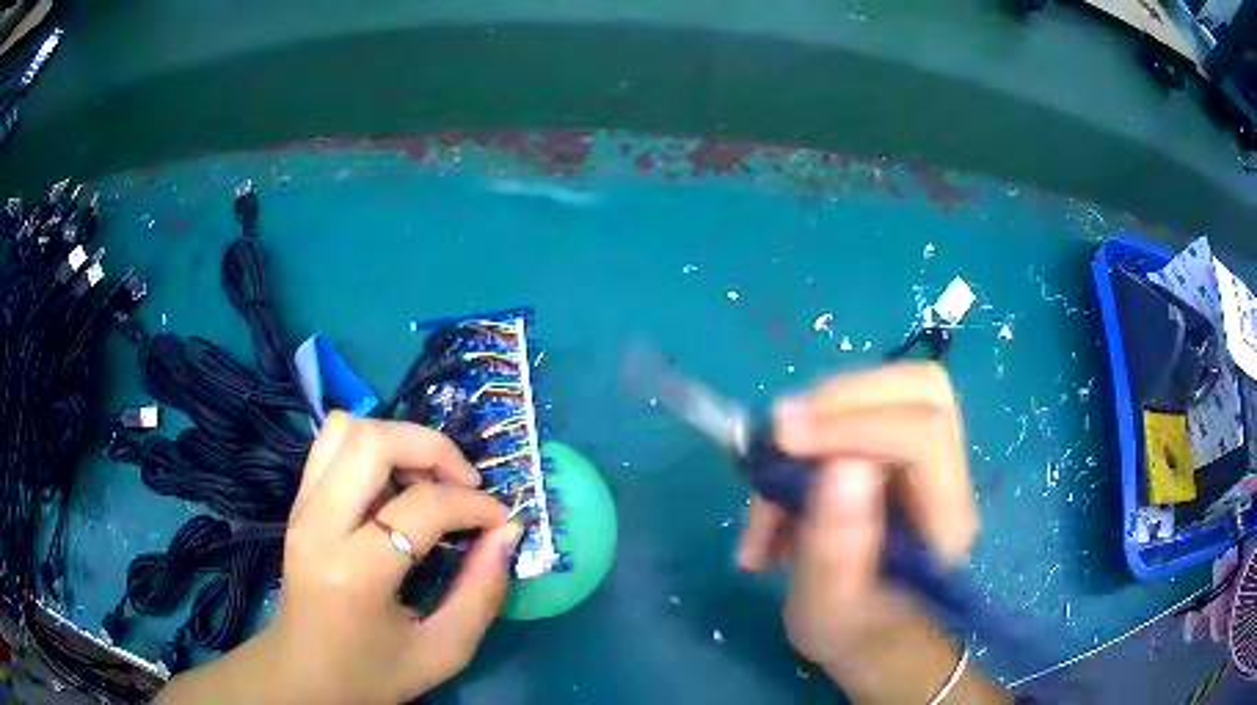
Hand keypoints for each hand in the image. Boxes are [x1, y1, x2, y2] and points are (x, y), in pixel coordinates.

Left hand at [161, 412, 521, 704]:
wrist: (303, 675)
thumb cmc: (373, 673)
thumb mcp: (443, 651)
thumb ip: (483, 593)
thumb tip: (508, 532)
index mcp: (355, 572)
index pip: (421, 506)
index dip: (473, 505)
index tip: (501, 521)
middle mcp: (319, 525)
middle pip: (372, 440)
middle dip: (433, 448)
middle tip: (465, 484)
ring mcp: (301, 508)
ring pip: (346, 429)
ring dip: (398, 440)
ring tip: (428, 480)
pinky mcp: (298, 504)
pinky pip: (331, 445)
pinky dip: (371, 447)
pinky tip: (394, 486)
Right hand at [736, 363, 992, 701]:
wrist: (871, 633)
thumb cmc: (852, 631)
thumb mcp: (827, 608)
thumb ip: (835, 546)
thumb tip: (839, 463)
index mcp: (945, 521)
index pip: (924, 437)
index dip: (855, 426)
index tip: (786, 441)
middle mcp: (949, 477)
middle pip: (922, 389)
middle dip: (846, 397)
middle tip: (785, 430)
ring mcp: (930, 459)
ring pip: (892, 389)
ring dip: (825, 413)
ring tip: (776, 468)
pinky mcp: (901, 453)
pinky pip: (863, 409)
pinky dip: (817, 428)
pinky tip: (785, 480)